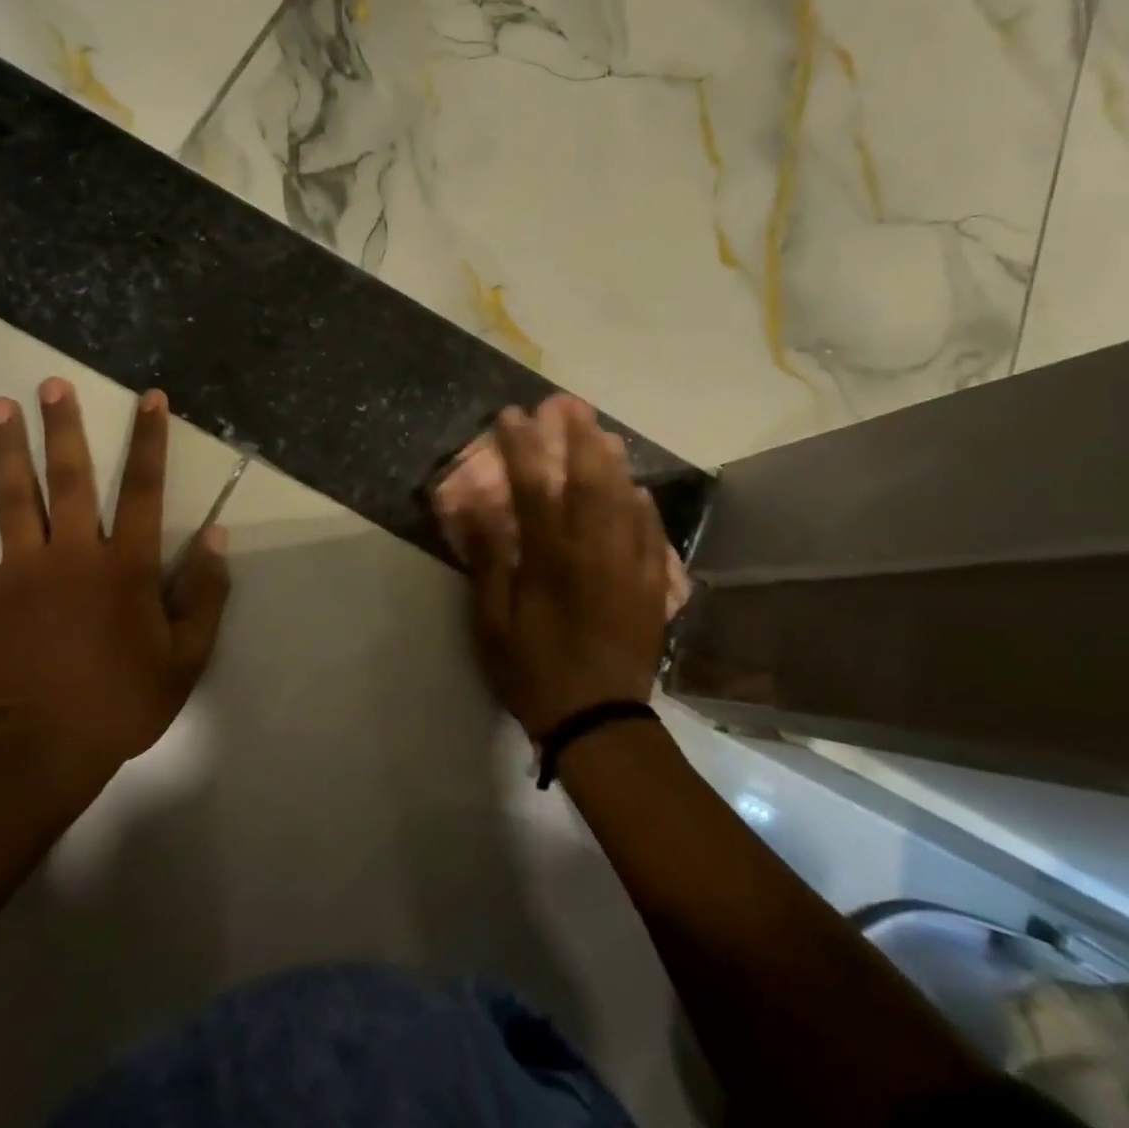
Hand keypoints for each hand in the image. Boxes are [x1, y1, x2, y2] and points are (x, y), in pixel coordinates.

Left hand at [0, 381, 231, 799]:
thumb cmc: (122, 702)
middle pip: (68, 478)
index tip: (150, 399)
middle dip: (62, 428)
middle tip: (50, 384)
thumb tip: (215, 536)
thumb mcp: (186, 656)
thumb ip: (204, 593)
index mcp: (125, 566)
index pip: (142, 489)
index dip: (148, 441)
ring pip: (10, 497)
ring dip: (5, 448)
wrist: (39, 751)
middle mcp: (72, 554)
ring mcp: (19, 571)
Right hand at [466, 397, 668, 739]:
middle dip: (577, 437)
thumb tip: (475, 506)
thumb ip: (488, 560)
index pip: (533, 487)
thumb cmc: (534, 672)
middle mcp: (595, 550)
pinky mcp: (651, 586)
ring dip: (613, 461)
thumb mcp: (492, 623)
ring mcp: (630, 565)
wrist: (599, 721)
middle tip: (569, 406)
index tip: (512, 416)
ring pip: (625, 499)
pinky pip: (653, 533)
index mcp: (550, 558)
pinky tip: (638, 490)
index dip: (521, 447)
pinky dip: (644, 505)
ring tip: (603, 432)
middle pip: (589, 480)